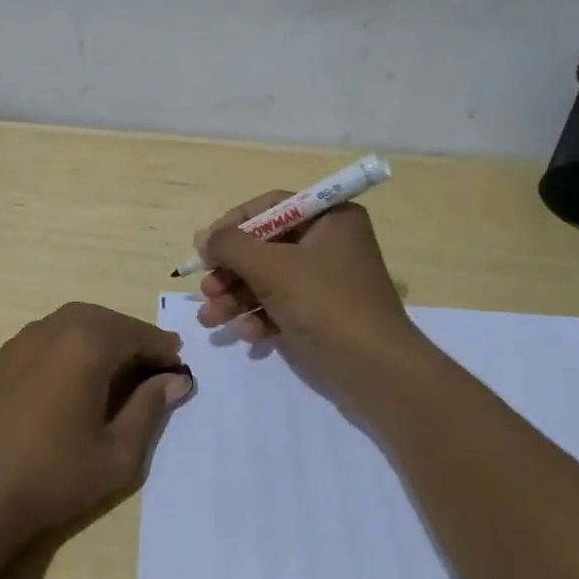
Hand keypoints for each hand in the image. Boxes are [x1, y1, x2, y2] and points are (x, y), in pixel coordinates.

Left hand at [0, 302, 193, 542]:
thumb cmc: (54, 476)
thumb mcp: (117, 453)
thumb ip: (150, 409)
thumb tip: (175, 380)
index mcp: (86, 346)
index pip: (135, 333)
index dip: (161, 347)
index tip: (178, 365)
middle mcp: (52, 330)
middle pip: (102, 319)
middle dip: (130, 336)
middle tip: (149, 364)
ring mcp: (20, 342)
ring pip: (70, 322)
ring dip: (98, 336)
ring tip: (113, 368)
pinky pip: (42, 338)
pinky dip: (66, 346)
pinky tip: (68, 379)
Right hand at [194, 193, 419, 392]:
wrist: (375, 370)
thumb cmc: (325, 304)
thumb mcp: (271, 268)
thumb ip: (231, 246)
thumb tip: (203, 237)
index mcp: (330, 219)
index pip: (271, 207)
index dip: (233, 225)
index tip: (205, 247)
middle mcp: (330, 244)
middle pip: (265, 247)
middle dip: (230, 271)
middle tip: (206, 291)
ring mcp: (327, 282)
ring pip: (269, 280)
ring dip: (236, 298)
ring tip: (210, 319)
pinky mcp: (323, 315)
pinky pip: (282, 306)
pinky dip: (261, 317)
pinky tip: (248, 335)